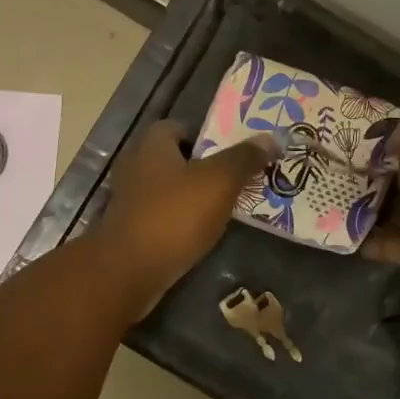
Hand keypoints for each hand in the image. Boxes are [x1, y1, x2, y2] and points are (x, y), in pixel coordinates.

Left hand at [92, 122, 279, 313]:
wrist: (129, 271)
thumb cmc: (174, 215)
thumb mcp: (219, 181)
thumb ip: (244, 158)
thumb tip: (270, 139)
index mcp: (152, 144)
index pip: (179, 127)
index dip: (207, 135)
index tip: (234, 151)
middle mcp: (136, 166)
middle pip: (175, 159)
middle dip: (204, 168)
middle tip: (238, 179)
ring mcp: (129, 200)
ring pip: (169, 190)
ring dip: (193, 197)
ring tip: (227, 208)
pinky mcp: (130, 230)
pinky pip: (163, 217)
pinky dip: (181, 222)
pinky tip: (203, 233)